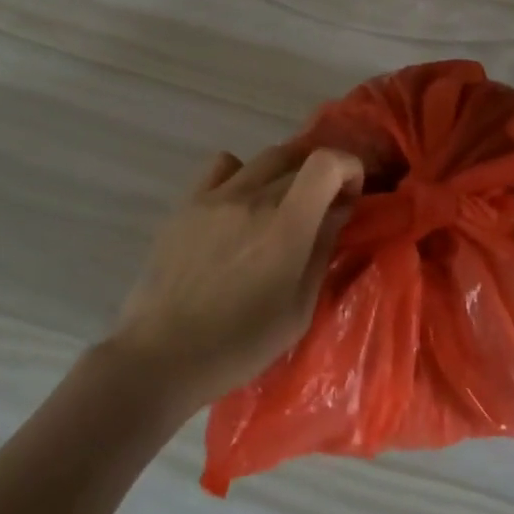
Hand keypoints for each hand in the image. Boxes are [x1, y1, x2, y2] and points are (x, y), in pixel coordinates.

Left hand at [112, 143, 363, 409]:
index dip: (348, 168)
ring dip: (285, 173)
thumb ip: (321, 250)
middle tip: (322, 207)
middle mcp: (252, 198)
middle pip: (299, 159)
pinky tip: (239, 205)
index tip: (350, 196)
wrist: (163, 354)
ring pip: (264, 159)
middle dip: (321, 176)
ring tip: (281, 205)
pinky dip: (243, 174)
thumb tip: (336, 212)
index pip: (326, 162)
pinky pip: (223, 166)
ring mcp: (215, 196)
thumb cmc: (240, 344)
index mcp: (286, 226)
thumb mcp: (299, 309)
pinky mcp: (187, 203)